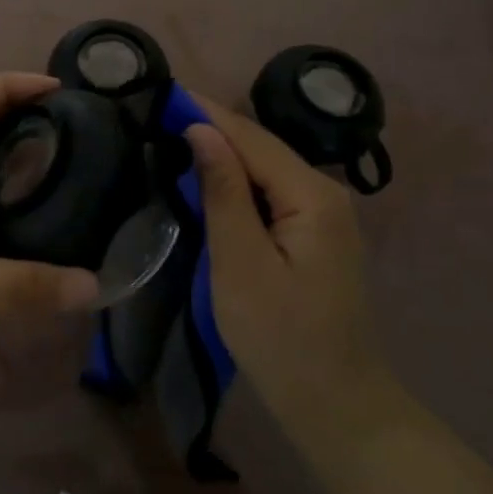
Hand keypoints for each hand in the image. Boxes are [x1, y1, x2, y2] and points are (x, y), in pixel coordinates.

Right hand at [185, 101, 389, 420]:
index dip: (207, 112)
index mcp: (312, 196)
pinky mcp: (313, 236)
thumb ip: (223, 192)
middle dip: (213, 127)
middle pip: (262, 148)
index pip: (252, 138)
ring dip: (222, 151)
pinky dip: (236, 180)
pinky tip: (207, 176)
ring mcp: (323, 216)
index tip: (163, 90)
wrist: (334, 403)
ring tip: (172, 133)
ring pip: (265, 169)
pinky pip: (270, 192)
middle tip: (158, 111)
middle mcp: (325, 194)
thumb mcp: (241, 263)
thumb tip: (202, 130)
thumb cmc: (281, 337)